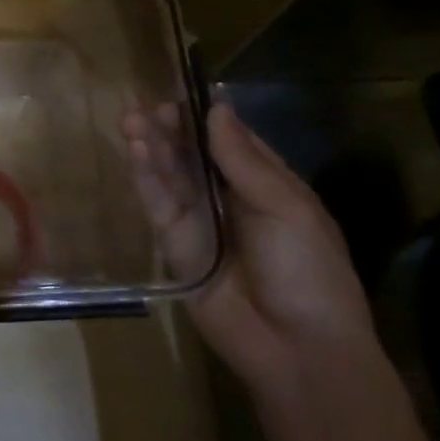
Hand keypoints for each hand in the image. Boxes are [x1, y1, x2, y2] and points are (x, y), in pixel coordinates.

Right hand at [122, 101, 376, 393]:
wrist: (298, 349)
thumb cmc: (309, 271)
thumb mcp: (287, 208)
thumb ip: (244, 161)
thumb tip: (217, 108)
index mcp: (266, 184)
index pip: (229, 139)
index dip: (205, 117)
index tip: (180, 91)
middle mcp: (227, 197)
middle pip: (191, 154)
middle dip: (169, 129)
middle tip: (144, 105)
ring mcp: (198, 220)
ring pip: (169, 174)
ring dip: (151, 146)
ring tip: (130, 119)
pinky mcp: (174, 245)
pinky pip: (157, 204)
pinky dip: (145, 177)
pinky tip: (136, 150)